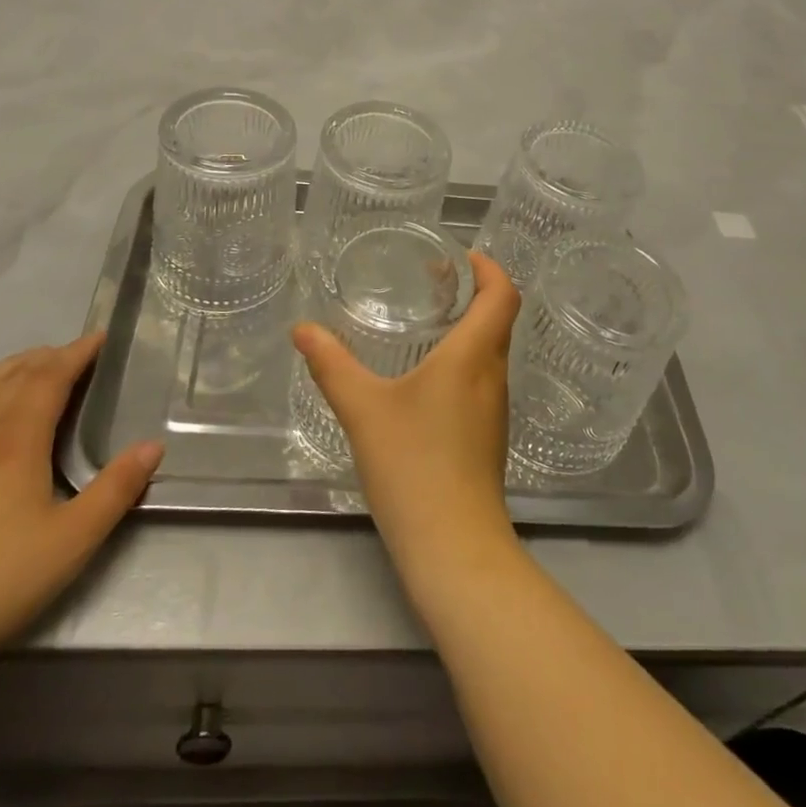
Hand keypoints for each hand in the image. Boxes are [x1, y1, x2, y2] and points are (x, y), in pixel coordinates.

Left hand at [0, 335, 162, 670]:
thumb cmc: (0, 582)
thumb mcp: (74, 539)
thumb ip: (117, 488)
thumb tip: (152, 446)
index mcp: (17, 440)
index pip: (50, 376)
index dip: (77, 353)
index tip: (100, 339)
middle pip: (14, 374)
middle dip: (48, 356)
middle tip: (75, 355)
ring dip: (10, 368)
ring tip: (32, 367)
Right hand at [293, 252, 520, 579]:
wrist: (454, 549)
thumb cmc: (414, 466)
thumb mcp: (364, 409)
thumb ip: (332, 365)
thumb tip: (302, 330)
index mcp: (474, 356)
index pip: (503, 295)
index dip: (490, 268)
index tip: (462, 257)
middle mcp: (493, 376)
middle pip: (498, 319)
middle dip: (472, 293)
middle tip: (433, 281)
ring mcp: (494, 410)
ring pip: (490, 352)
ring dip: (468, 328)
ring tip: (426, 321)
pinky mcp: (487, 437)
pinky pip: (481, 380)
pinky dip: (462, 361)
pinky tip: (425, 378)